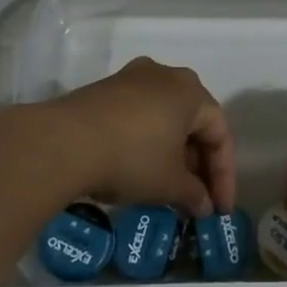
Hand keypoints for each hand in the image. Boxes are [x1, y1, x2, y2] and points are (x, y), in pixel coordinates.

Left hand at [48, 58, 235, 216]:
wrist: (63, 142)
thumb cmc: (132, 157)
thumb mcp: (169, 184)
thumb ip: (194, 194)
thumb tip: (204, 205)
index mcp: (192, 92)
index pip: (220, 135)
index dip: (223, 176)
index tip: (219, 210)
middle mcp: (165, 75)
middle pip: (193, 123)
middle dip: (198, 164)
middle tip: (196, 198)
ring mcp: (131, 78)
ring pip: (164, 118)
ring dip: (172, 153)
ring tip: (168, 187)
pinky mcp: (104, 89)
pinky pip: (138, 116)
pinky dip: (147, 141)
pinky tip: (139, 168)